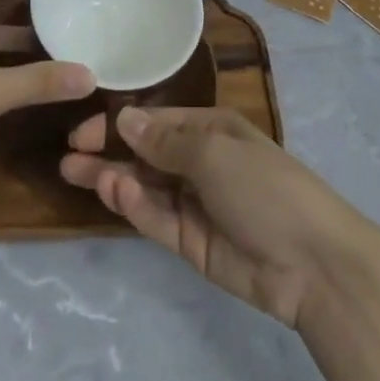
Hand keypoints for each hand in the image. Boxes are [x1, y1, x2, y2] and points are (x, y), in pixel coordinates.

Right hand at [61, 106, 376, 329]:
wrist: (311, 262)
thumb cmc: (264, 187)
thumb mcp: (214, 153)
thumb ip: (165, 142)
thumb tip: (125, 118)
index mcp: (211, 130)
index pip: (156, 122)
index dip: (120, 124)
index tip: (83, 130)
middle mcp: (200, 162)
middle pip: (145, 155)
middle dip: (109, 152)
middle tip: (68, 156)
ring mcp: (195, 204)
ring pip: (145, 187)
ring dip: (113, 179)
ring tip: (74, 173)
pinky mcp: (191, 243)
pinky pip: (156, 219)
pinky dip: (135, 207)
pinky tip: (115, 193)